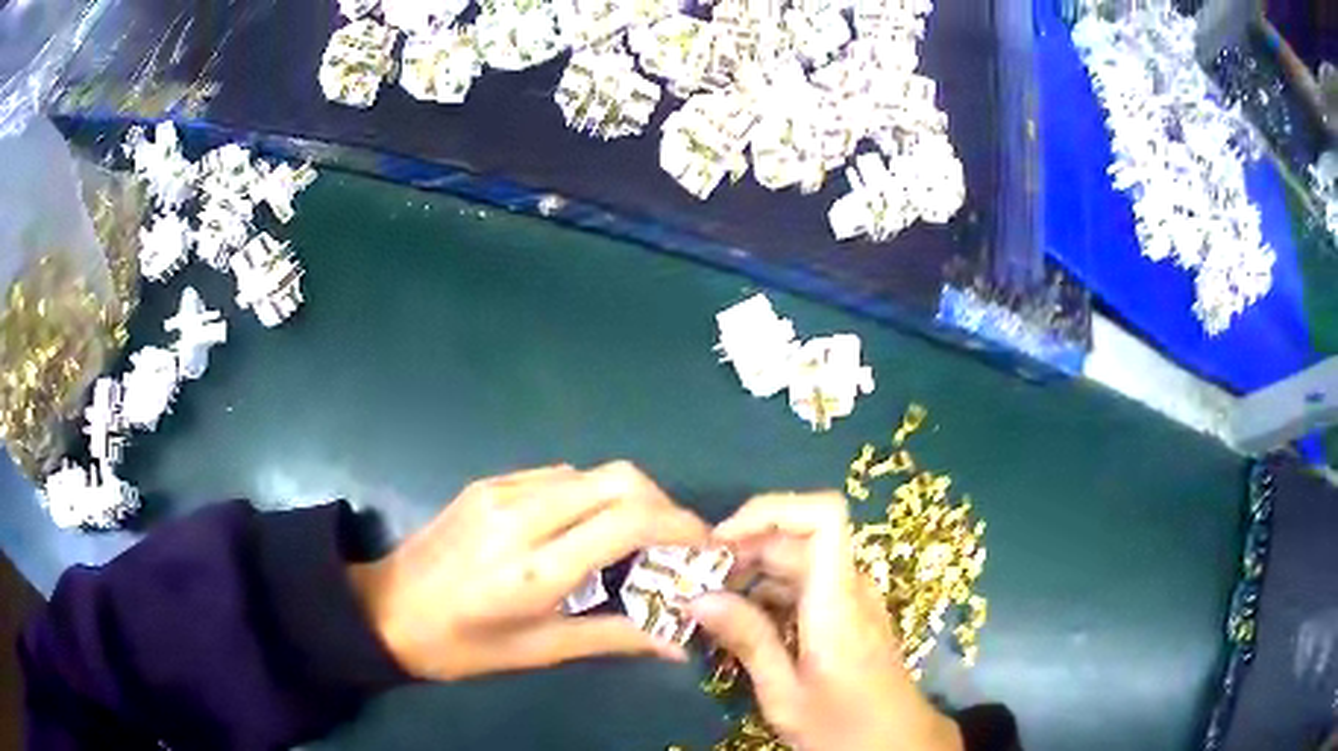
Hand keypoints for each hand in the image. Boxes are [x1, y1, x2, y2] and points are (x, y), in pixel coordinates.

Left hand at [348, 462, 709, 680]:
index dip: (680, 526)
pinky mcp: (488, 483)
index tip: (706, 547)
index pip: (627, 520)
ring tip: (637, 538)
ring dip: (628, 498)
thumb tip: (680, 644)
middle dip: (663, 504)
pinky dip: (590, 495)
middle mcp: (521, 515)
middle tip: (675, 544)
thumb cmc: (462, 646)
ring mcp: (501, 491)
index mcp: (535, 568)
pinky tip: (585, 528)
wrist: (386, 610)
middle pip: (619, 479)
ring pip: (591, 472)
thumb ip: (616, 638)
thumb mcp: (539, 651)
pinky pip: (558, 476)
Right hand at [689, 492, 962, 750]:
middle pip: (798, 538)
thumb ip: (748, 641)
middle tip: (696, 579)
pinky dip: (770, 591)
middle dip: (745, 547)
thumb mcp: (786, 694)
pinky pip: (807, 584)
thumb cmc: (842, 725)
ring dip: (754, 570)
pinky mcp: (847, 614)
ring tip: (710, 601)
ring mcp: (851, 599)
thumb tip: (698, 598)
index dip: (771, 510)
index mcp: (836, 601)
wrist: (894, 743)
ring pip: (800, 559)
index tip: (722, 541)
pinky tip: (741, 621)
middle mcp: (849, 587)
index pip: (824, 515)